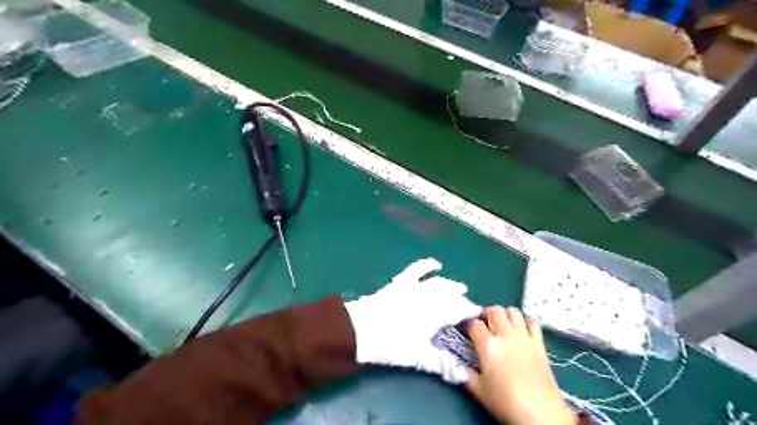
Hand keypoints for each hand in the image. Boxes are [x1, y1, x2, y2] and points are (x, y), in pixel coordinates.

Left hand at [345, 257, 480, 383]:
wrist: (360, 329)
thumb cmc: (391, 345)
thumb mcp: (418, 357)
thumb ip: (441, 364)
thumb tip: (463, 375)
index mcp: (435, 314)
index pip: (459, 310)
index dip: (470, 311)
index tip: (478, 314)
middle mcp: (428, 297)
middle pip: (451, 296)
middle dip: (461, 300)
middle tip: (468, 306)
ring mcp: (414, 287)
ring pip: (438, 283)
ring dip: (450, 284)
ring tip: (460, 287)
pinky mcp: (401, 282)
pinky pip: (416, 269)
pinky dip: (427, 265)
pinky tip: (435, 264)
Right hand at [466, 307, 577, 424]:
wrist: (541, 414)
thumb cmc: (506, 403)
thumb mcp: (479, 391)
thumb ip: (466, 374)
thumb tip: (460, 366)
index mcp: (488, 345)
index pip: (474, 323)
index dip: (467, 324)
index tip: (465, 330)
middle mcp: (505, 335)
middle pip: (494, 310)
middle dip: (486, 314)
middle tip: (484, 324)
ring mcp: (524, 337)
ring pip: (513, 311)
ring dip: (505, 315)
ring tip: (502, 325)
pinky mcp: (539, 343)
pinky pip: (533, 322)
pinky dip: (526, 322)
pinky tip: (522, 331)